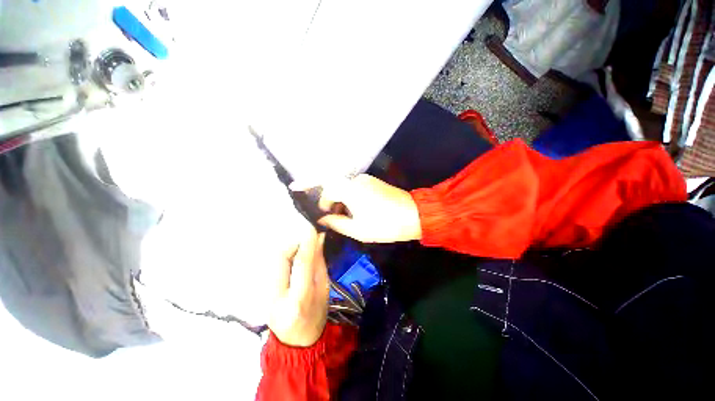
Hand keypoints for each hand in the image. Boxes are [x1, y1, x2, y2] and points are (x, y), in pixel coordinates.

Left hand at [268, 225, 328, 347]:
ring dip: (289, 248)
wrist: (296, 342)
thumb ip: (319, 263)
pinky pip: (272, 265)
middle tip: (307, 239)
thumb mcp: (324, 290)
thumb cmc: (316, 315)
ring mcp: (265, 295)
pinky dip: (285, 256)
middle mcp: (276, 297)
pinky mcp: (261, 292)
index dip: (307, 243)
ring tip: (302, 248)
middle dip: (294, 242)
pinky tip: (294, 257)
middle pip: (280, 257)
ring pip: (274, 259)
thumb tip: (318, 239)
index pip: (301, 264)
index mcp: (298, 300)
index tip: (313, 228)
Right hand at [295, 174, 421, 242]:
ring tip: (340, 218)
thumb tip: (322, 220)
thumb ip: (337, 223)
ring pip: (344, 188)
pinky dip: (348, 199)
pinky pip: (354, 188)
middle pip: (334, 187)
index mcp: (351, 189)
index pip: (325, 187)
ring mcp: (366, 180)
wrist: (415, 215)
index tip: (299, 193)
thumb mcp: (358, 229)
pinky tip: (352, 212)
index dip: (312, 191)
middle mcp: (356, 180)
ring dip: (339, 201)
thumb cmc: (386, 225)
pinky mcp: (372, 183)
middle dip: (327, 201)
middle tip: (327, 219)